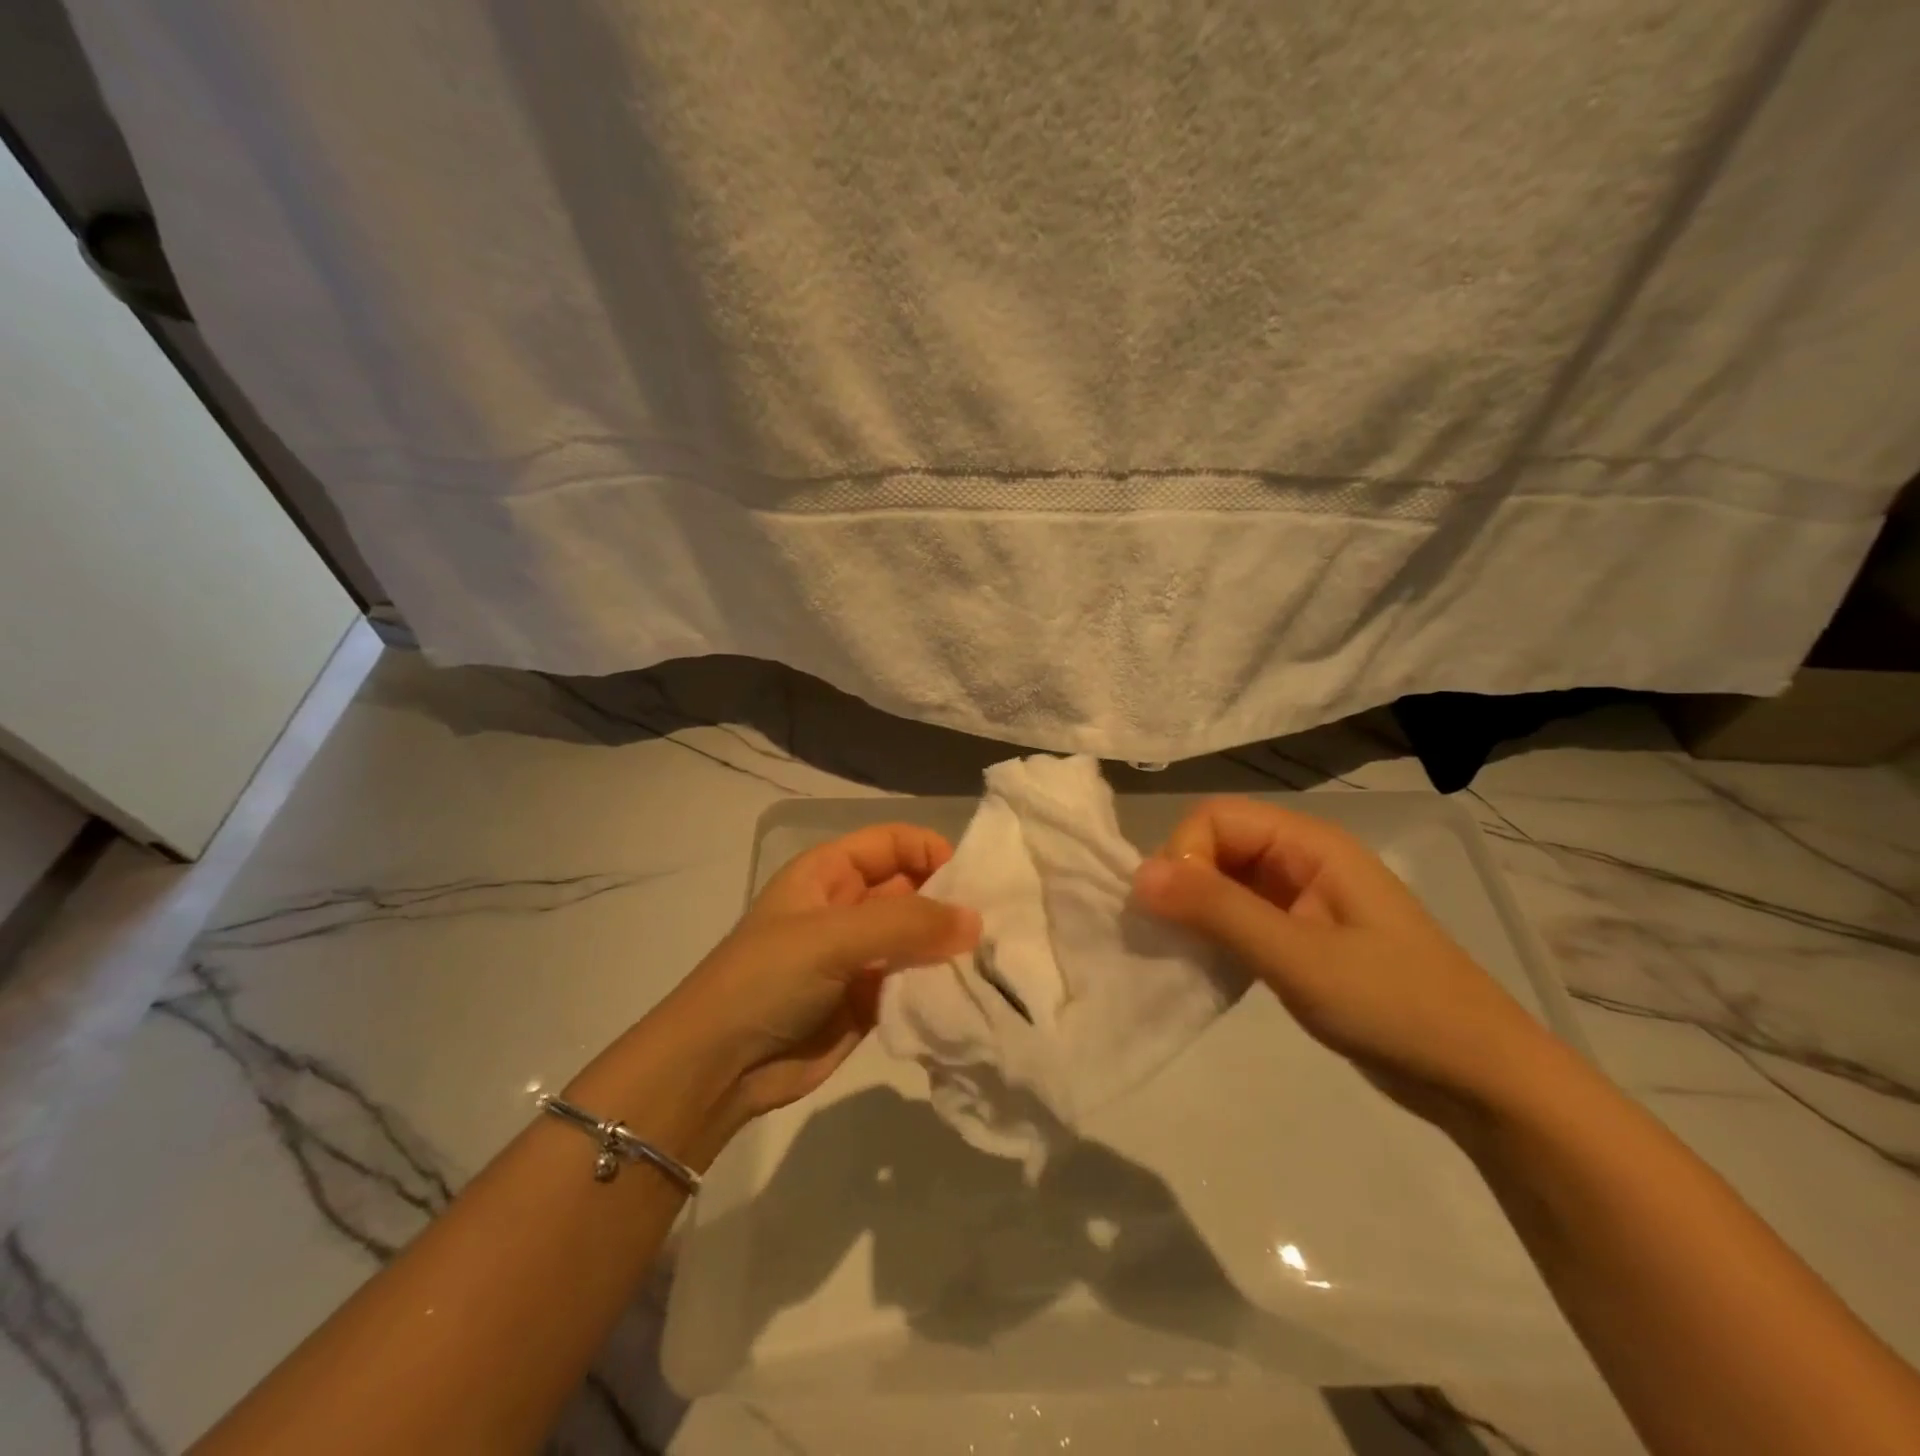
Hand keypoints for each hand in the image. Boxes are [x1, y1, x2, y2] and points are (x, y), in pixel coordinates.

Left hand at [658, 824, 980, 1123]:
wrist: (718, 1068)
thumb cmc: (768, 979)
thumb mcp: (832, 937)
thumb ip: (906, 923)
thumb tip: (975, 921)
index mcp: (829, 872)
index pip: (892, 842)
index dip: (931, 851)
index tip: (973, 880)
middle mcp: (847, 907)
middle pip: (912, 888)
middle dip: (949, 902)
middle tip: (997, 923)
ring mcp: (859, 956)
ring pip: (917, 938)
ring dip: (948, 947)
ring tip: (994, 958)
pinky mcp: (869, 1001)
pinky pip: (914, 981)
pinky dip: (939, 984)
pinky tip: (971, 992)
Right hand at [1131, 797, 1560, 1127]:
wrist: (1482, 1080)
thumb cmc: (1396, 1006)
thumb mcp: (1299, 958)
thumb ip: (1218, 911)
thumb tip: (1137, 876)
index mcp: (1310, 844)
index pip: (1216, 818)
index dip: (1183, 855)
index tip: (1168, 911)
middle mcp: (1302, 859)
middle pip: (1216, 845)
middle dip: (1183, 883)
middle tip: (1169, 938)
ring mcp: (1302, 899)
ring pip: (1224, 883)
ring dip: (1195, 911)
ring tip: (1181, 954)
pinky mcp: (1301, 937)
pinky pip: (1240, 917)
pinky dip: (1215, 935)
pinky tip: (1207, 967)